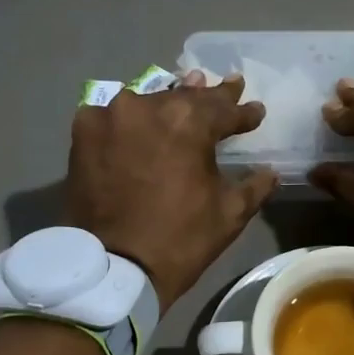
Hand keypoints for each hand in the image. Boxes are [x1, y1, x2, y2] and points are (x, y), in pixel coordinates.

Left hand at [66, 72, 275, 311]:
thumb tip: (270, 172)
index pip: (225, 110)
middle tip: (228, 87)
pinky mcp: (83, 132)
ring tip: (187, 92)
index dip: (244, 113)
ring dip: (169, 102)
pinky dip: (130, 118)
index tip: (256, 111)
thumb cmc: (181, 240)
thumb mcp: (230, 214)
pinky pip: (113, 116)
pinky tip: (139, 120)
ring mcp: (111, 115)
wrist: (114, 267)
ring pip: (149, 102)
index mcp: (189, 122)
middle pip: (186, 98)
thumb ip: (254, 186)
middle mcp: (148, 106)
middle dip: (209, 98)